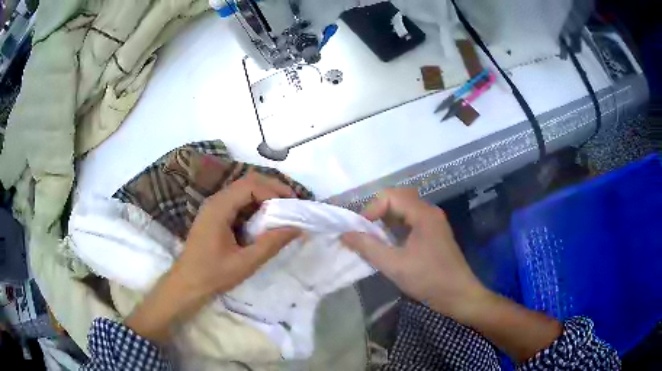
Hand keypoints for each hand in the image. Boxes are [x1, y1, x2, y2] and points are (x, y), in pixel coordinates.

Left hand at [126, 172, 299, 342]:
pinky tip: (264, 220)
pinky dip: (255, 205)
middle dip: (273, 189)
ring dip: (264, 196)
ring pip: (243, 190)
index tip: (294, 206)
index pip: (251, 185)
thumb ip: (271, 243)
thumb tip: (297, 228)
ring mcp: (213, 207)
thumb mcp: (245, 262)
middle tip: (292, 204)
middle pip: (247, 182)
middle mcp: (215, 200)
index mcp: (219, 208)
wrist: (187, 284)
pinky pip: (238, 202)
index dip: (275, 191)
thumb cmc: (213, 275)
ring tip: (283, 211)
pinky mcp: (214, 215)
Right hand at [341, 189, 487, 321]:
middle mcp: (430, 212)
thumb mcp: (394, 265)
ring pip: (404, 211)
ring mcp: (434, 223)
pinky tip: (389, 244)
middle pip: (398, 199)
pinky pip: (411, 222)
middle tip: (365, 230)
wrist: (459, 295)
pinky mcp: (434, 234)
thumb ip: (368, 247)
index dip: (371, 209)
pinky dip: (396, 228)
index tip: (360, 230)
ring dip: (386, 220)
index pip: (390, 196)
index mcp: (423, 214)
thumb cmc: (428, 279)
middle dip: (378, 212)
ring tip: (373, 237)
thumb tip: (345, 234)